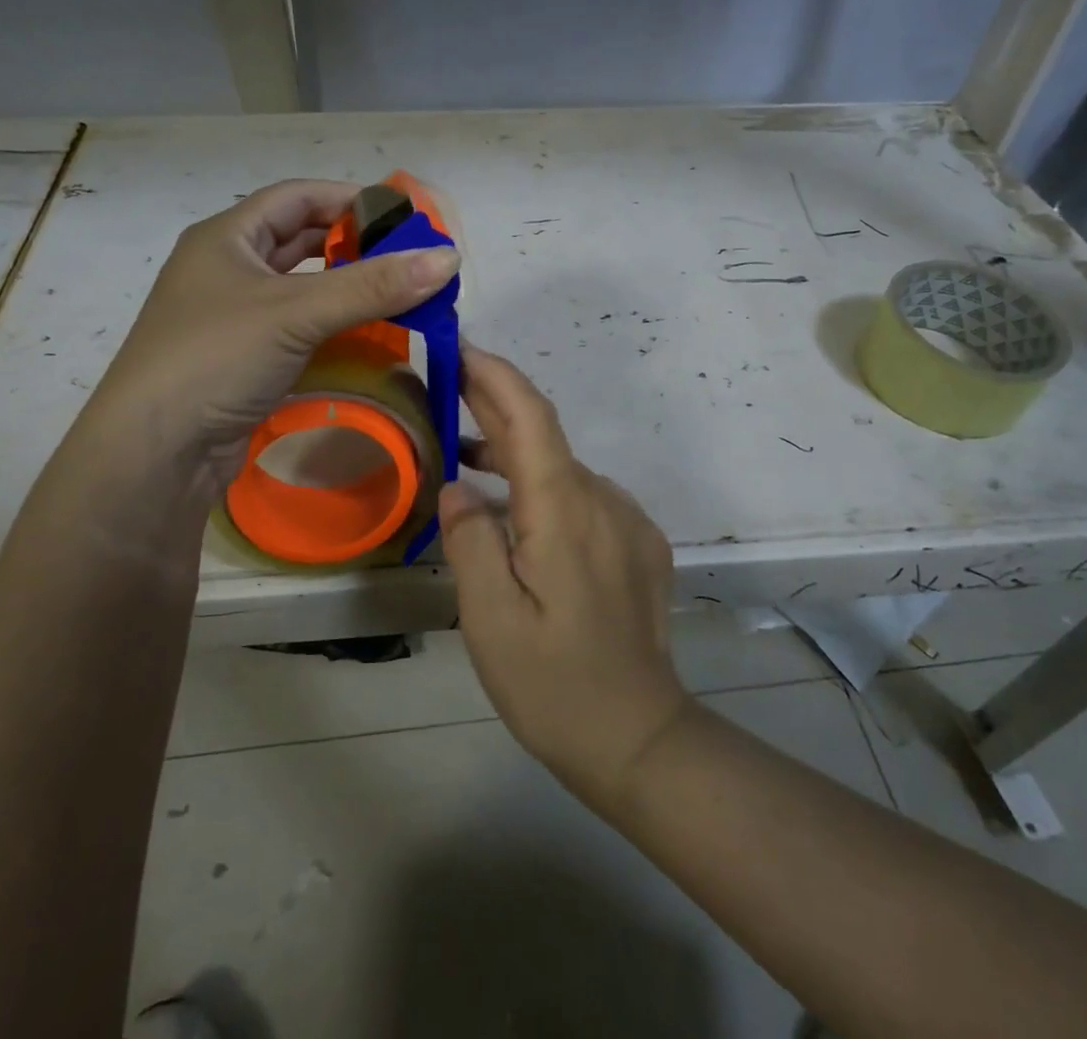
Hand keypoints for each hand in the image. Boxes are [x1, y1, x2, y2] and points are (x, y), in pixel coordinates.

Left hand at [61, 179, 459, 505]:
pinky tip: (366, 332)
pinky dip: (332, 323)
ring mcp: (233, 315)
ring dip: (345, 285)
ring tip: (396, 291)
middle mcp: (227, 268)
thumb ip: (373, 286)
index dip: (351, 199)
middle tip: (408, 256)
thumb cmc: (216, 358)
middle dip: (353, 243)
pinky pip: (298, 325)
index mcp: (226, 237)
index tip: (404, 216)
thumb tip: (449, 259)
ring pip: (301, 286)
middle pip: (299, 239)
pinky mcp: (244, 357)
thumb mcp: (296, 312)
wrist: (154, 453)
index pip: (298, 197)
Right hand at [440, 343, 690, 814]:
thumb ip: (470, 541)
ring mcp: (629, 521)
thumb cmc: (554, 683)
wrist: (641, 738)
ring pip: (563, 468)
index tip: (459, 349)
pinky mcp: (640, 544)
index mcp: (566, 509)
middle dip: (495, 403)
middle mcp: (605, 499)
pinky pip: (583, 497)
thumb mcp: (490, 619)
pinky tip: (515, 515)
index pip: (531, 415)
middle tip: (446, 387)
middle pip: (546, 434)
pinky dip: (543, 488)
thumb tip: (458, 489)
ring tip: (464, 458)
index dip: (495, 374)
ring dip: (515, 454)